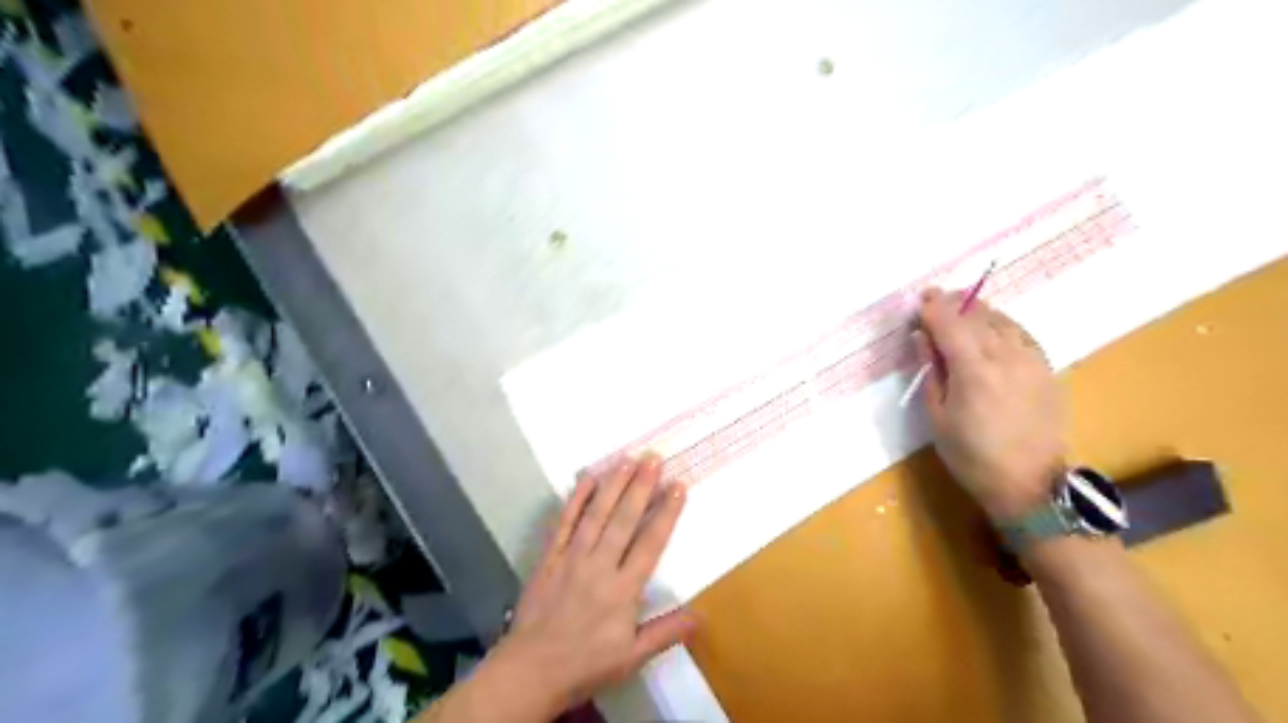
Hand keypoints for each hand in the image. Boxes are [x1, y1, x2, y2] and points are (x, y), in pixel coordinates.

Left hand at [486, 455, 687, 715]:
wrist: (531, 669)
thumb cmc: (585, 663)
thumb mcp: (631, 657)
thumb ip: (665, 633)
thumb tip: (701, 616)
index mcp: (623, 589)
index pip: (650, 543)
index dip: (667, 513)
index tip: (678, 486)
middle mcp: (599, 566)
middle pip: (624, 520)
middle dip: (641, 487)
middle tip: (654, 458)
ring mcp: (571, 557)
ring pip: (596, 514)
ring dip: (613, 485)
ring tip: (627, 459)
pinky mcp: (549, 556)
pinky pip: (564, 522)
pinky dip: (576, 499)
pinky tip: (587, 478)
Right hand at [916, 285, 1067, 518]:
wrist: (1030, 483)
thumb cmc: (971, 455)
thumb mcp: (938, 416)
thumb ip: (931, 370)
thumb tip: (921, 337)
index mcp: (973, 370)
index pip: (950, 322)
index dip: (933, 307)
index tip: (920, 299)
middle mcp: (1005, 356)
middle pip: (977, 315)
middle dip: (954, 303)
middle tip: (936, 300)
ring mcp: (1031, 360)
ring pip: (1002, 320)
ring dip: (978, 311)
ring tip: (961, 311)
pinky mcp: (1047, 368)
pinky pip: (1022, 334)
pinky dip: (1002, 324)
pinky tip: (992, 330)